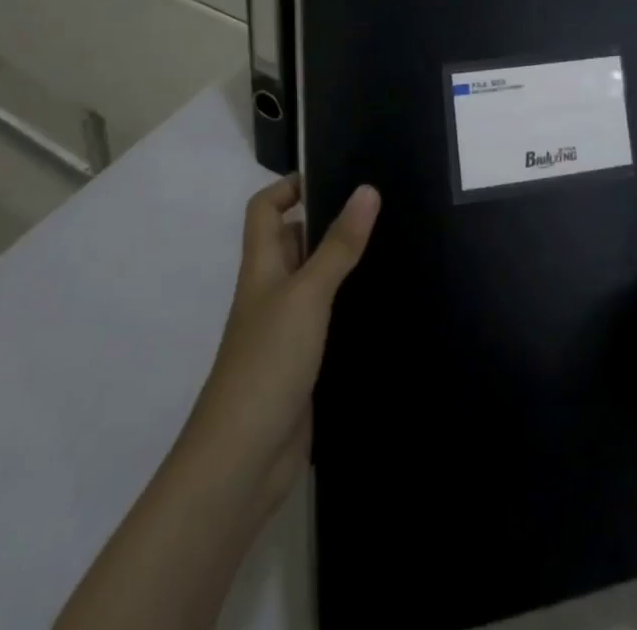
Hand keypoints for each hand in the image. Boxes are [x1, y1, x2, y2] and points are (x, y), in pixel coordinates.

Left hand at [172, 176, 381, 524]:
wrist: (242, 461)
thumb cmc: (267, 363)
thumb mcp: (307, 294)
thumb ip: (339, 245)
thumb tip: (367, 189)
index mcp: (261, 267)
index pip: (265, 209)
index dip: (290, 186)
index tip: (335, 176)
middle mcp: (270, 293)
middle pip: (293, 242)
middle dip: (329, 223)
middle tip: (381, 209)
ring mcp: (285, 331)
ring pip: (315, 283)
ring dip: (344, 266)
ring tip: (394, 247)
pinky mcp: (303, 365)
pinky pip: (328, 322)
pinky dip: (350, 309)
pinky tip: (385, 306)